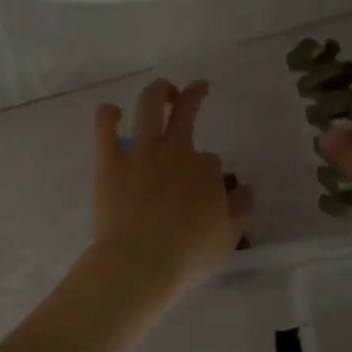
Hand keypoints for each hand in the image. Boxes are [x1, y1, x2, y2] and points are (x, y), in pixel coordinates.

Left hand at [89, 79, 252, 301]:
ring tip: (163, 89)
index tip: (206, 187)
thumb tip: (246, 188)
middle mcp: (176, 152)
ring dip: (158, 91)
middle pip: (187, 112)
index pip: (212, 161)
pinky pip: (105, 127)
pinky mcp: (110, 163)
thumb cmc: (188, 256)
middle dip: (194, 95)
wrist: (140, 263)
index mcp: (206, 171)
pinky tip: (112, 112)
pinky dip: (108, 114)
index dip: (210, 172)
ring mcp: (141, 154)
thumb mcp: (228, 238)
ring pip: (150, 106)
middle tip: (198, 88)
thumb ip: (240, 209)